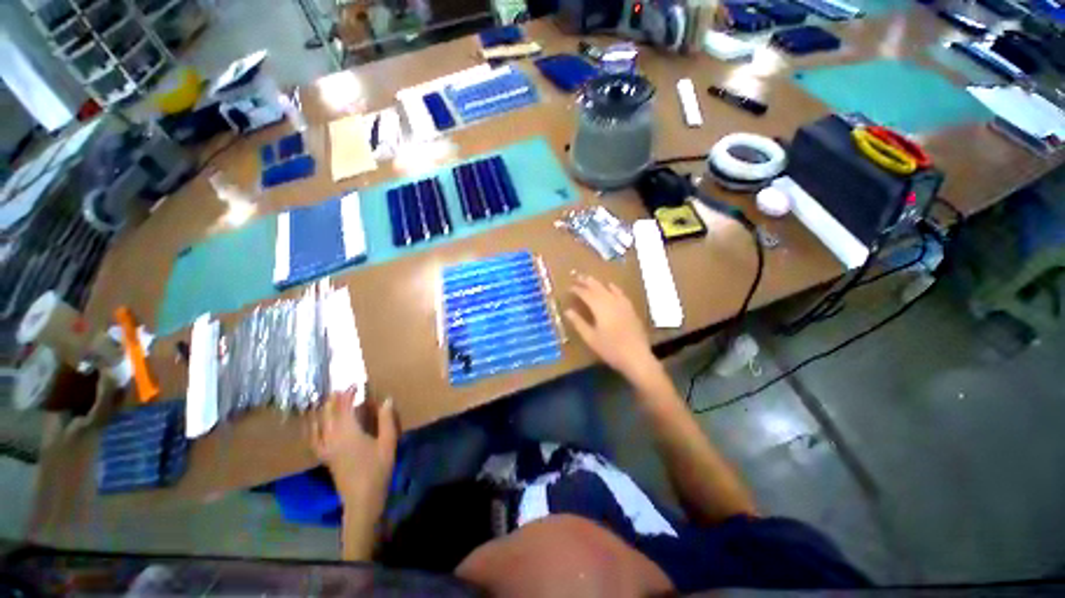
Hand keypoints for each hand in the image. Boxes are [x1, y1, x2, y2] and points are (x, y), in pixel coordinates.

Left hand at [312, 389, 397, 507]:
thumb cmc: (378, 469)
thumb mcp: (388, 442)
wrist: (362, 498)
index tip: (355, 383)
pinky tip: (315, 425)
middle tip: (342, 389)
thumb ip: (386, 420)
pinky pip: (313, 438)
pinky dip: (313, 427)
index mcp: (348, 432)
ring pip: (318, 424)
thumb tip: (386, 399)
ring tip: (328, 401)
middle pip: (328, 413)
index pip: (344, 407)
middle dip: (334, 399)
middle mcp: (332, 437)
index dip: (349, 393)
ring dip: (323, 410)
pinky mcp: (324, 457)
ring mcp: (325, 448)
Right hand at [565, 275, 656, 379]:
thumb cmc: (610, 349)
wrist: (637, 357)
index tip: (569, 287)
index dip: (577, 290)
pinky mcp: (630, 308)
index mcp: (600, 308)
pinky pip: (620, 293)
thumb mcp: (591, 338)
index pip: (586, 294)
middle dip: (586, 281)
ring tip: (590, 279)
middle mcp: (611, 301)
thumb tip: (568, 311)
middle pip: (597, 287)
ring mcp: (623, 304)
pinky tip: (611, 286)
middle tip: (577, 276)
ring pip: (608, 288)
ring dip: (598, 283)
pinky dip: (613, 288)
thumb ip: (579, 323)